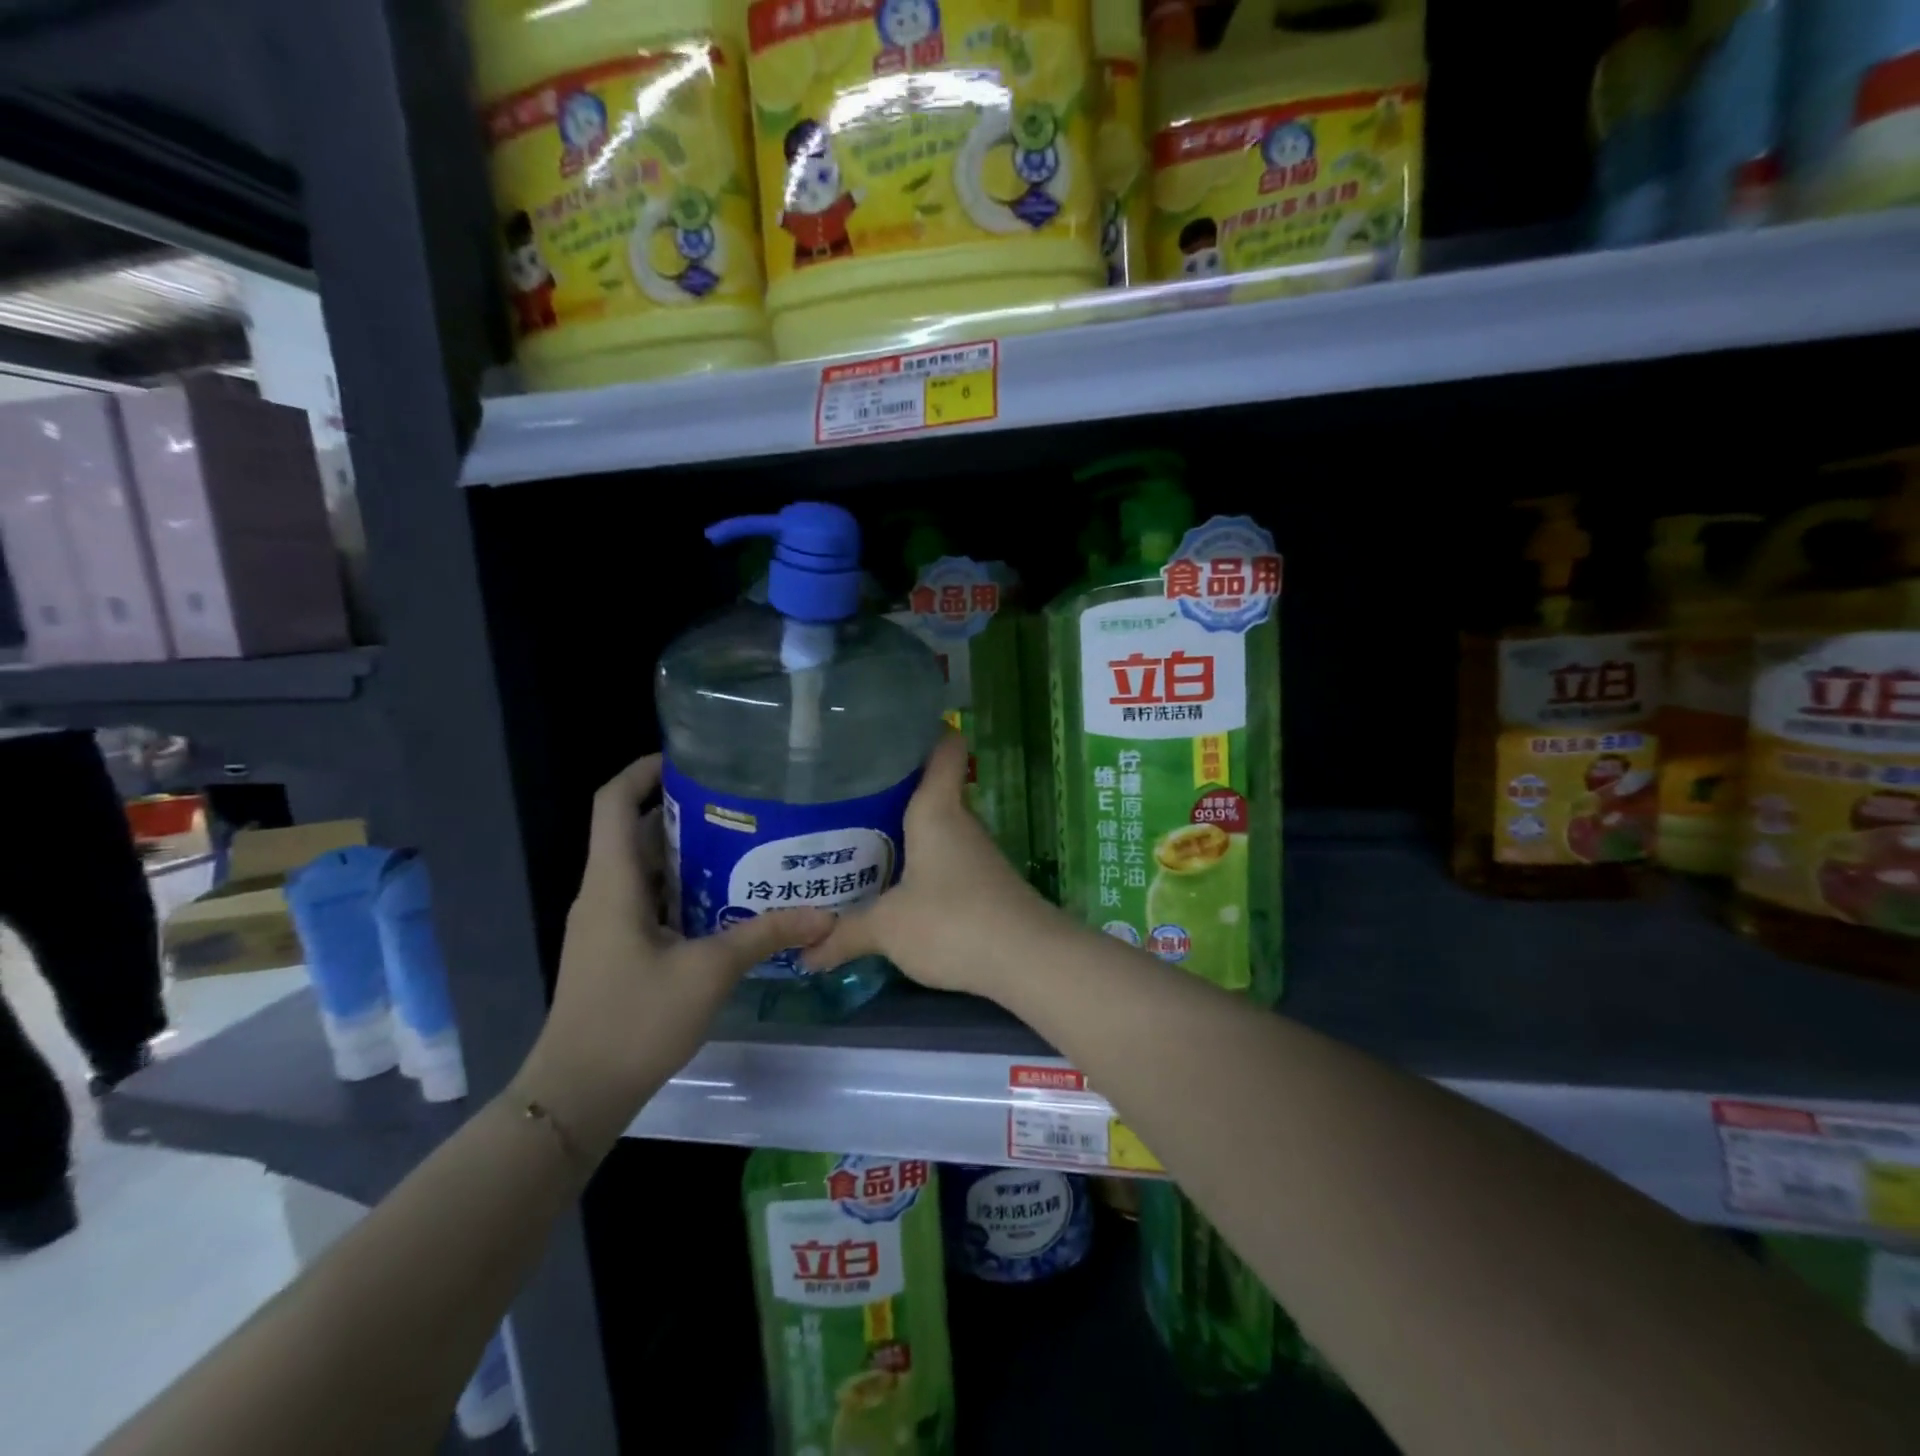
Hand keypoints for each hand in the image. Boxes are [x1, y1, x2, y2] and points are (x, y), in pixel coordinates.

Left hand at [517, 755, 832, 1149]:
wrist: (577, 1095)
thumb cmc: (633, 1021)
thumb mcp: (708, 972)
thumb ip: (764, 935)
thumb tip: (824, 915)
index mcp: (613, 883)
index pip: (614, 803)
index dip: (644, 771)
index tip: (691, 760)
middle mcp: (603, 893)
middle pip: (636, 831)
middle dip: (683, 810)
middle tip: (742, 804)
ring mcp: (606, 924)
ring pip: (645, 868)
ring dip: (687, 852)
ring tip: (745, 844)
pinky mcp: (615, 950)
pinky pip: (648, 899)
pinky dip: (682, 888)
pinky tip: (726, 901)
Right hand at [802, 733, 1064, 999]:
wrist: (1028, 961)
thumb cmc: (952, 921)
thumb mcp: (888, 927)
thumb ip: (845, 934)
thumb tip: (806, 952)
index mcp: (937, 809)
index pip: (944, 746)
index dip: (923, 730)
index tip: (888, 731)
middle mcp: (959, 821)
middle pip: (929, 788)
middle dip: (890, 791)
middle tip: (843, 798)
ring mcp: (975, 853)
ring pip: (935, 828)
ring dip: (902, 834)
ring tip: (855, 841)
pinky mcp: (983, 883)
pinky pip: (943, 860)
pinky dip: (919, 865)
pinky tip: (891, 886)